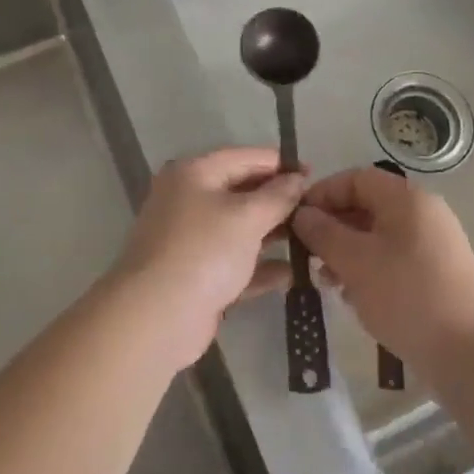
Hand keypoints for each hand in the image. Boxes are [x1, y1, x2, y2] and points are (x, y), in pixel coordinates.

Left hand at [113, 148, 306, 368]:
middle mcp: (189, 200)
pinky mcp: (197, 275)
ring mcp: (191, 240)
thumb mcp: (247, 216)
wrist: (157, 316)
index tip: (314, 174)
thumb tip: (298, 178)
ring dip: (273, 235)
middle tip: (317, 211)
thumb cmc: (204, 251)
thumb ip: (277, 196)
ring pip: (240, 230)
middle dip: (279, 201)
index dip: (280, 164)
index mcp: (194, 174)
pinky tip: (291, 274)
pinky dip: (260, 267)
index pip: (244, 157)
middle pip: (242, 192)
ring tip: (312, 241)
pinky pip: (235, 264)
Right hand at [293, 167, 473, 372]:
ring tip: (327, 279)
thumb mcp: (355, 261)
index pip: (356, 178)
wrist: (470, 355)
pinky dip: (369, 268)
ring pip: (378, 235)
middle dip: (333, 226)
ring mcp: (434, 244)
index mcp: (407, 198)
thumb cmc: (407, 296)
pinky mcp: (438, 274)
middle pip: (367, 205)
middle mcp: (424, 213)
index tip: (296, 220)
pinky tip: (353, 295)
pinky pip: (394, 258)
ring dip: (347, 251)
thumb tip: (302, 214)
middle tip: (306, 253)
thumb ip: (323, 232)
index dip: (323, 193)